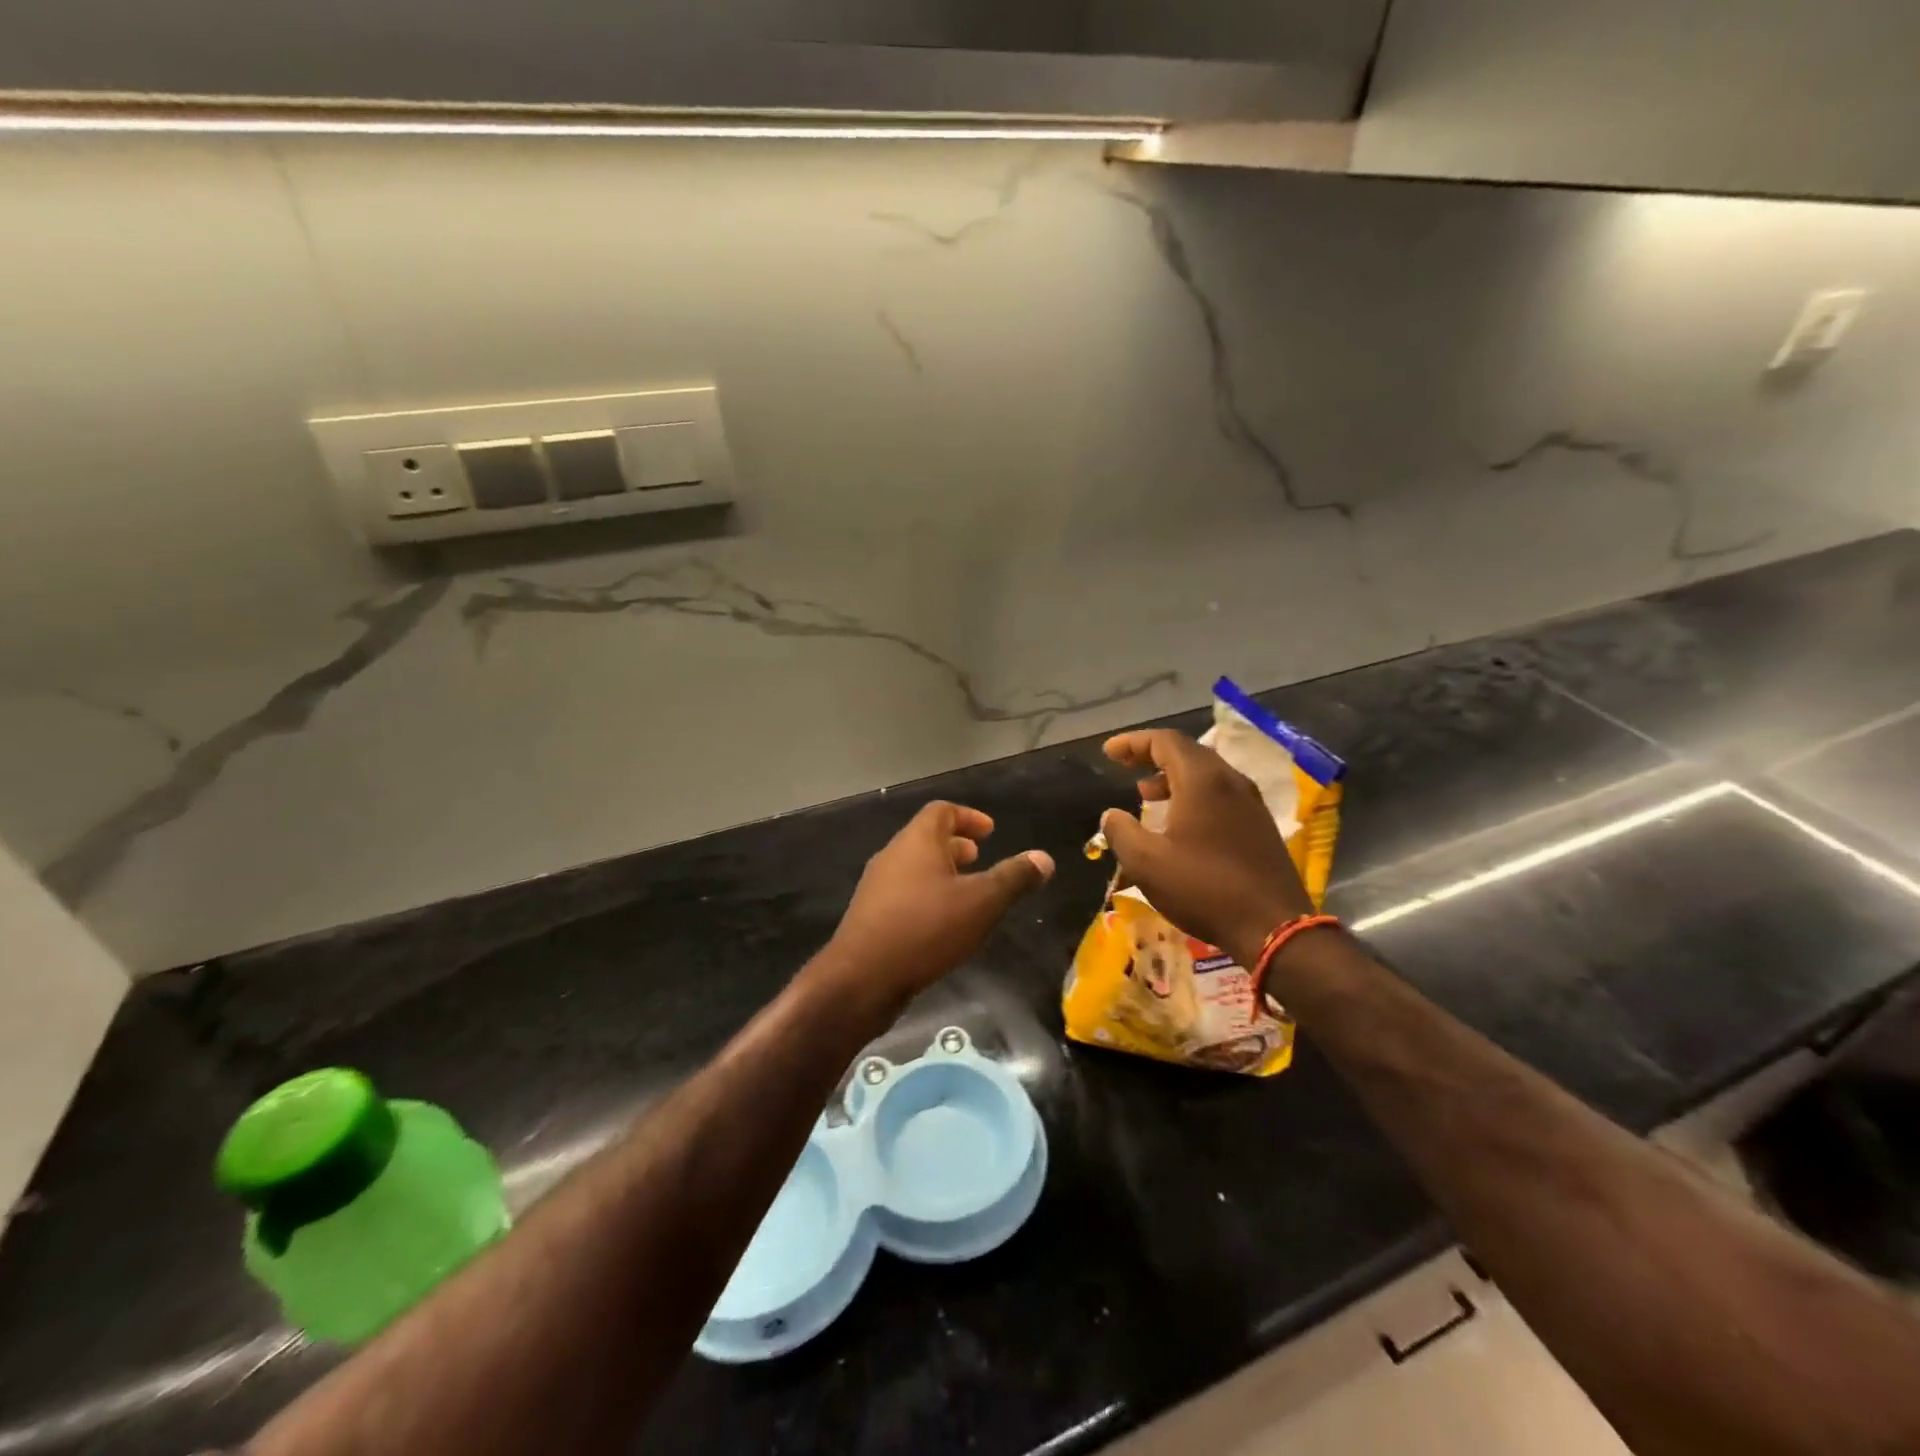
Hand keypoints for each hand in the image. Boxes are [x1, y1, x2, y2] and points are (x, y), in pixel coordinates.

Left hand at [819, 801, 1054, 1013]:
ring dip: (941, 873)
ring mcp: (877, 887)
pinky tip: (943, 925)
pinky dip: (927, 896)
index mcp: (917, 841)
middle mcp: (893, 855)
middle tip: (980, 858)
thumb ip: (1014, 878)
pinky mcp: (870, 917)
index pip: (942, 811)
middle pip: (926, 838)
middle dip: (956, 845)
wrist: (862, 978)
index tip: (990, 831)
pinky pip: (904, 894)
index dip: (968, 816)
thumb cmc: (926, 928)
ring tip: (967, 893)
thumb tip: (1044, 858)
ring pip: (914, 868)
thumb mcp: (982, 902)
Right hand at [1101, 729, 1310, 964]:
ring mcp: (1251, 804)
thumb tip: (1111, 815)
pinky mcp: (1260, 827)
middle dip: (1153, 755)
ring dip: (1173, 778)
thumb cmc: (1204, 888)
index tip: (1109, 753)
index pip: (1165, 741)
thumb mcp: (1146, 863)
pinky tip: (1180, 823)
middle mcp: (1231, 782)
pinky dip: (1193, 796)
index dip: (1133, 742)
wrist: (1273, 927)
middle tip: (1125, 766)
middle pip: (1188, 753)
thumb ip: (1122, 832)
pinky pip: (1221, 795)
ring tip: (1147, 795)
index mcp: (1203, 780)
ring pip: (1207, 775)